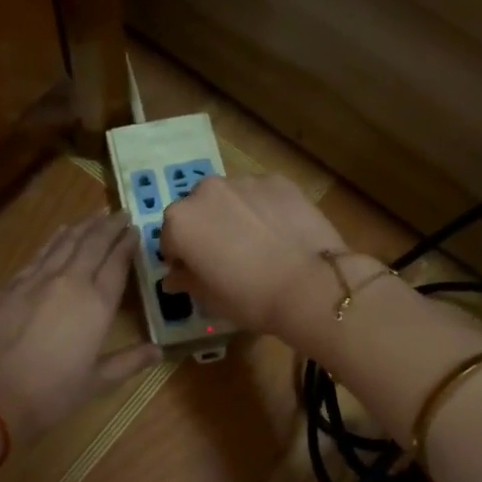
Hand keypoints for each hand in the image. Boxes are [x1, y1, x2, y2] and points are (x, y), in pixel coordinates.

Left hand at [0, 210, 160, 448]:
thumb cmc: (50, 393)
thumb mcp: (96, 382)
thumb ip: (129, 361)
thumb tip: (159, 351)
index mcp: (97, 305)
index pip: (117, 264)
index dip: (127, 244)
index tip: (136, 230)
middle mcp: (71, 282)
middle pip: (94, 244)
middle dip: (109, 226)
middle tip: (121, 213)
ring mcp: (39, 279)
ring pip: (66, 242)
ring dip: (84, 226)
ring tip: (96, 214)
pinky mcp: (13, 283)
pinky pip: (41, 252)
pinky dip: (55, 238)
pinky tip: (61, 232)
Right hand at [160, 173, 347, 335]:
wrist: (311, 285)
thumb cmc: (251, 298)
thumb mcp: (210, 300)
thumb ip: (186, 281)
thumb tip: (174, 276)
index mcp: (180, 221)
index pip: (170, 239)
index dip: (182, 258)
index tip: (198, 273)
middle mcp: (205, 191)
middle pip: (198, 210)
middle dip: (206, 228)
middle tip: (228, 256)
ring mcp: (244, 181)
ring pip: (230, 198)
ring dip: (234, 215)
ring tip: (258, 243)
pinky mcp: (278, 180)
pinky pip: (261, 194)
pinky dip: (264, 208)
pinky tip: (280, 233)